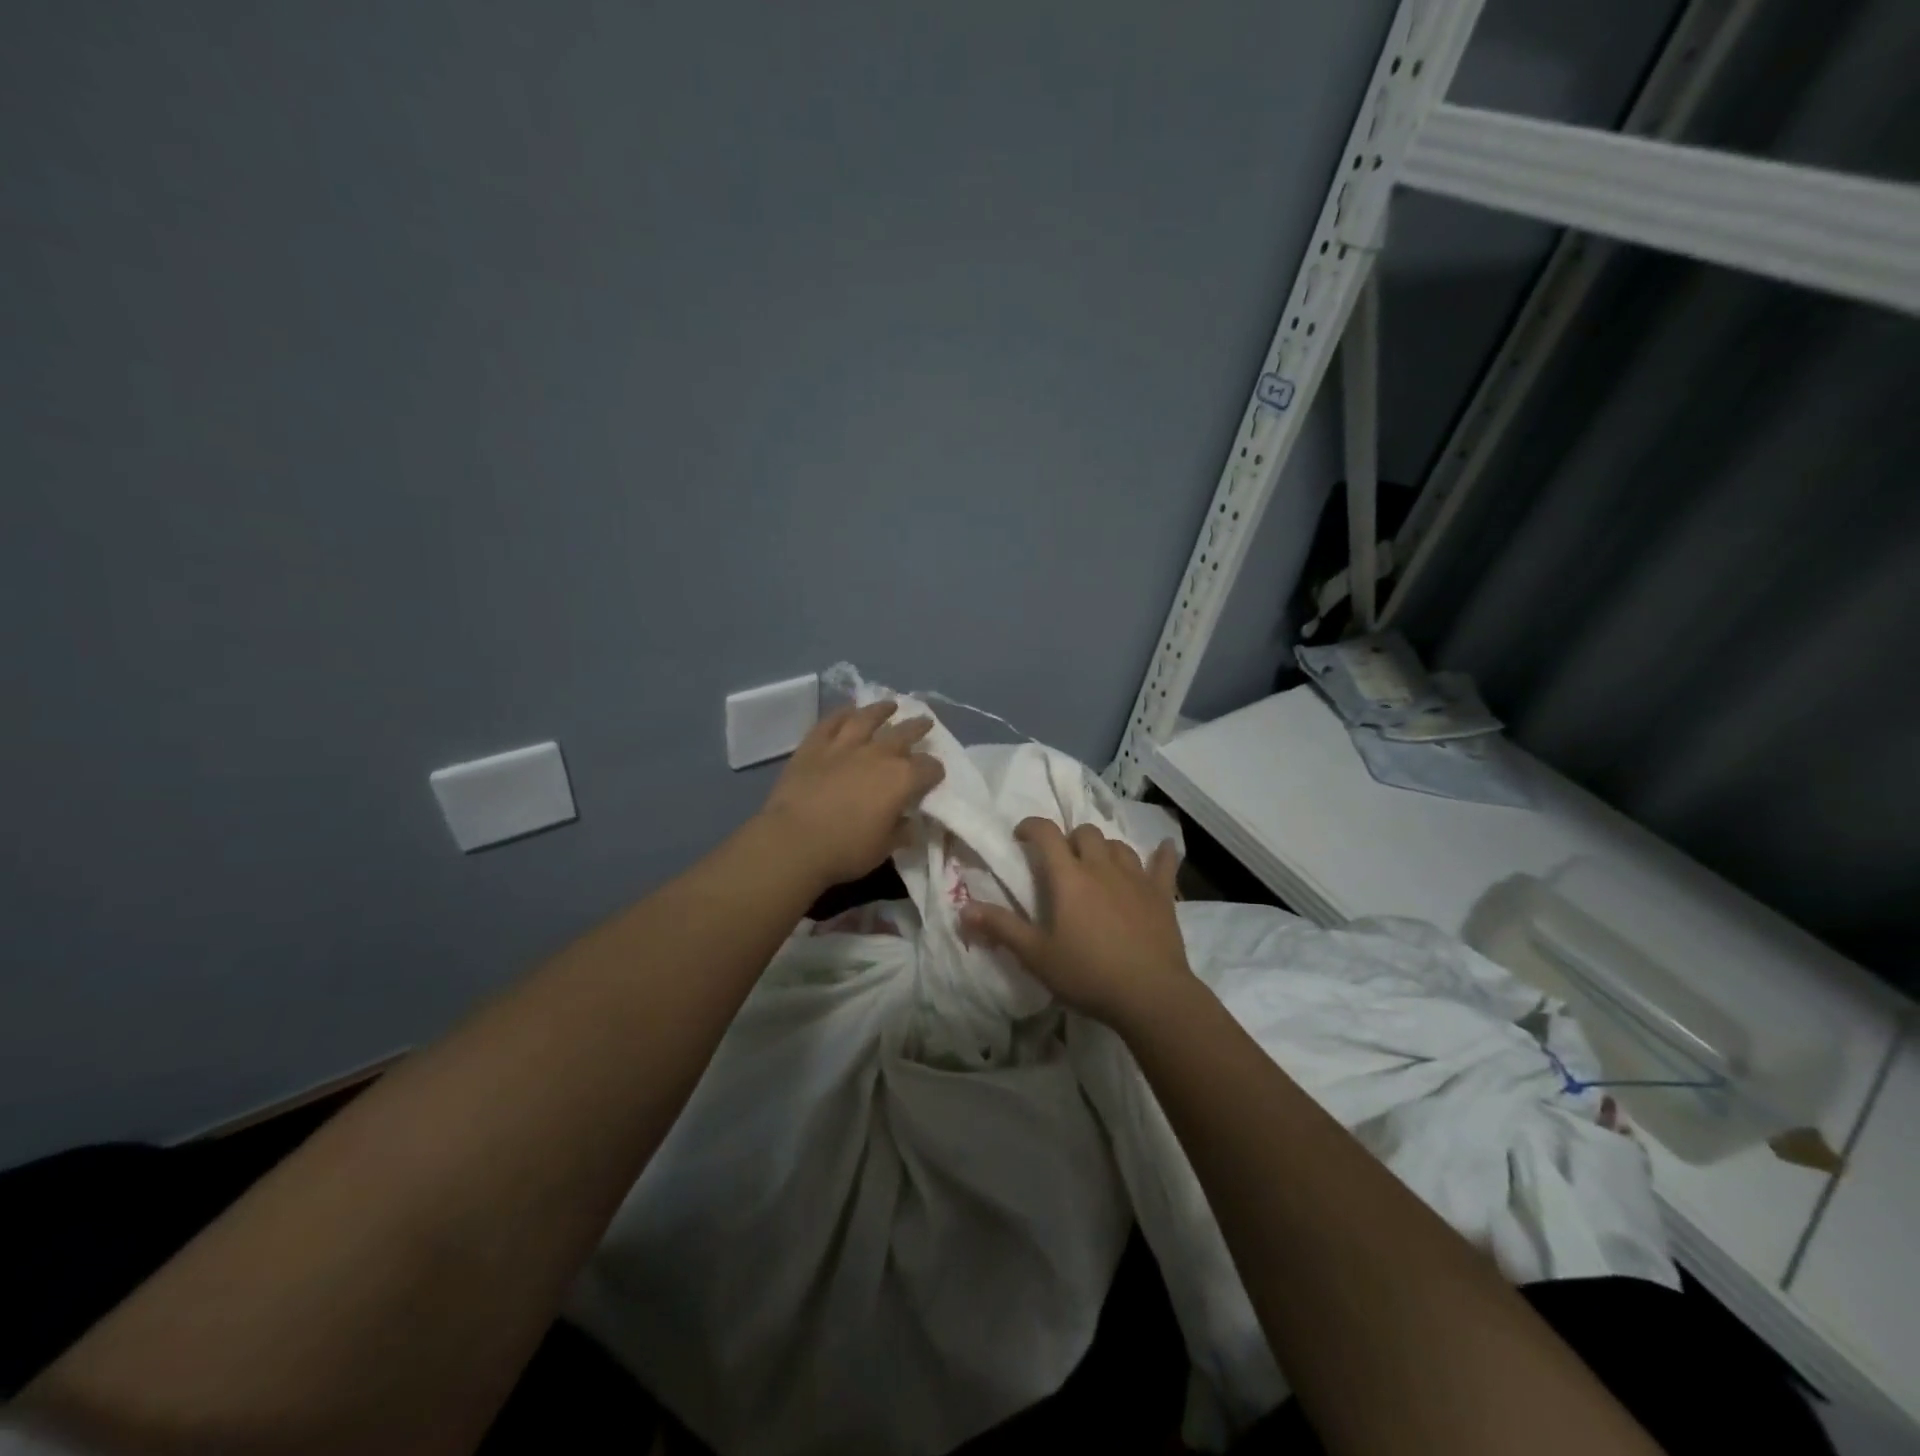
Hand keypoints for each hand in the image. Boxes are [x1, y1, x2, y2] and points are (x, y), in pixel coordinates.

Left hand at [757, 700, 945, 891]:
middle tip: (925, 723)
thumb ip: (900, 832)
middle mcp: (878, 754)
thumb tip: (909, 823)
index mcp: (902, 779)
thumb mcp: (884, 848)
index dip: (935, 771)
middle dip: (918, 728)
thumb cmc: (845, 850)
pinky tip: (849, 710)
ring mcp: (844, 745)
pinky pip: (831, 722)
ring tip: (890, 705)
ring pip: (867, 718)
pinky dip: (842, 714)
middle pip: (905, 733)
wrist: (794, 841)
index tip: (935, 775)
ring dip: (881, 710)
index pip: (929, 768)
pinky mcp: (814, 745)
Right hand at [961, 819, 1189, 1028]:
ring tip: (1097, 865)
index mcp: (1068, 877)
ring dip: (1104, 848)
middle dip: (1070, 839)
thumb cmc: (1088, 974)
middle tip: (1061, 861)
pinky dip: (1162, 855)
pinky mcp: (1162, 894)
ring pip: (1118, 845)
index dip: (1031, 826)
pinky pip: (1164, 864)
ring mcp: (1135, 878)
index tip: (1021, 836)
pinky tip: (1165, 848)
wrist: (1150, 994)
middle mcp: (1101, 867)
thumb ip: (1001, 928)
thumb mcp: (1036, 956)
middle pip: (1085, 832)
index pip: (1047, 833)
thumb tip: (963, 910)